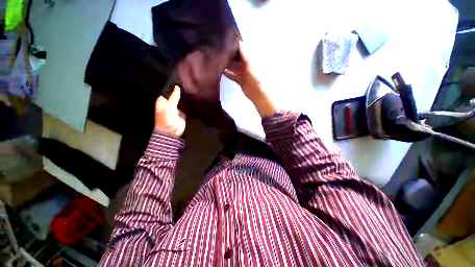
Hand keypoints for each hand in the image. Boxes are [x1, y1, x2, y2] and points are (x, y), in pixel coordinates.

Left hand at [154, 85, 185, 136]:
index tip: (178, 80)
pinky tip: (192, 99)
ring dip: (184, 98)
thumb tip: (177, 87)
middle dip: (179, 92)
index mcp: (162, 101)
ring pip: (180, 101)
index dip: (172, 87)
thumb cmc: (166, 118)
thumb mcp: (170, 106)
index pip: (167, 91)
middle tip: (186, 84)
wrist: (172, 131)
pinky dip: (188, 104)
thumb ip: (174, 96)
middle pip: (174, 96)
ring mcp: (176, 109)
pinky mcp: (182, 113)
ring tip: (190, 90)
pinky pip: (185, 107)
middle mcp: (169, 104)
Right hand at [224, 42, 277, 118]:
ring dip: (228, 63)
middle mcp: (247, 64)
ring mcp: (243, 72)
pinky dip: (227, 73)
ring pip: (234, 65)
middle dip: (231, 53)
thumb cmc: (257, 77)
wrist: (258, 93)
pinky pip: (232, 75)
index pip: (244, 49)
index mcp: (252, 58)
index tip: (228, 38)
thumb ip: (245, 54)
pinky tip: (220, 70)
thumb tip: (239, 42)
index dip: (237, 44)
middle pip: (238, 57)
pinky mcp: (239, 79)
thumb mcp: (251, 64)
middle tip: (220, 47)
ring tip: (218, 57)